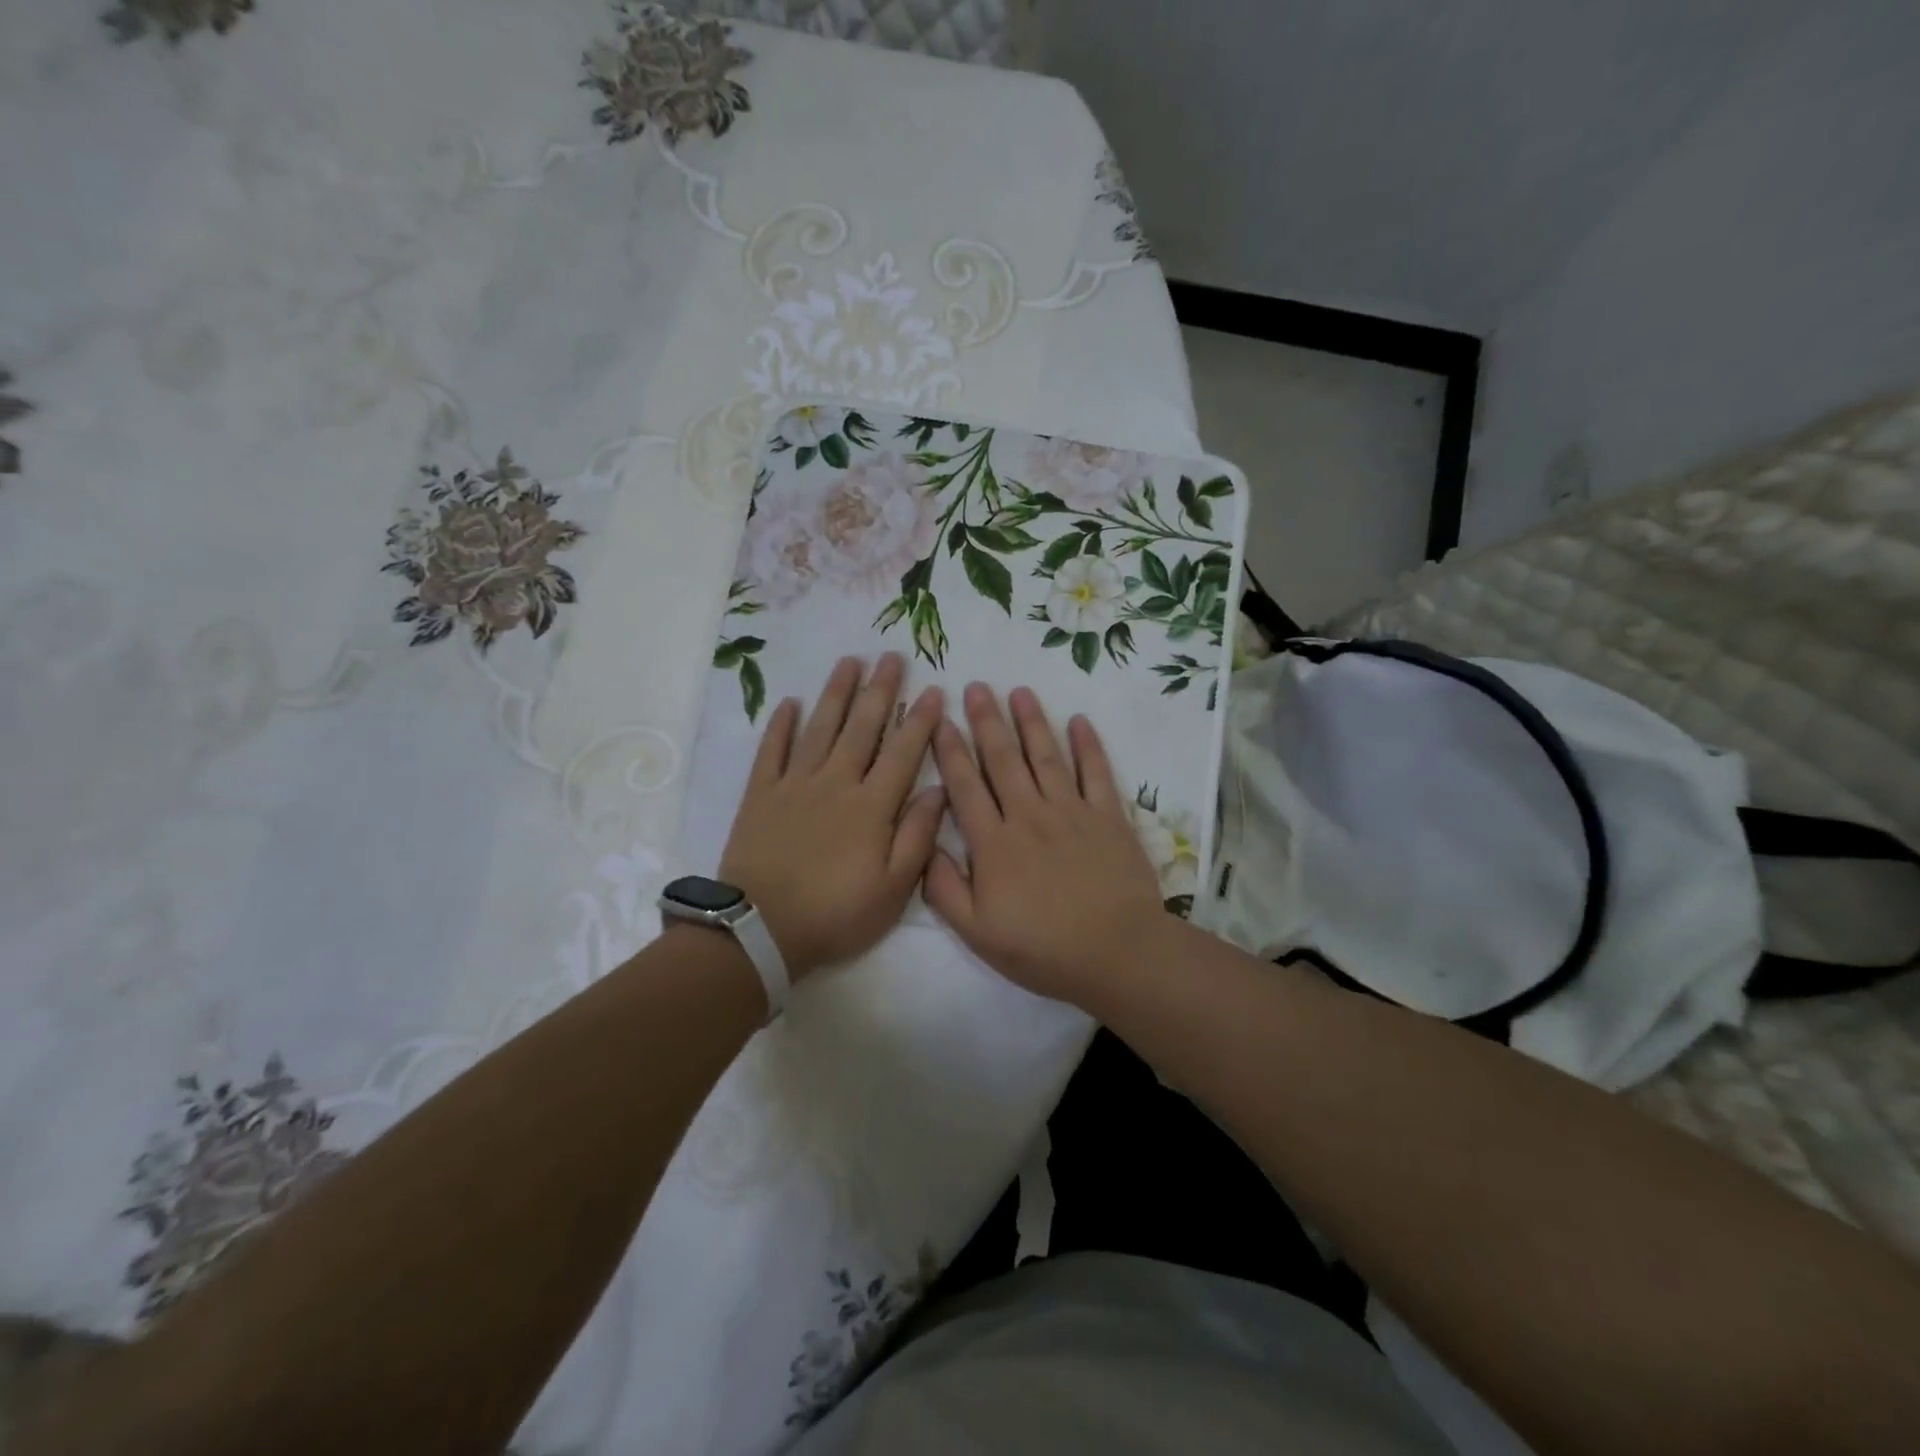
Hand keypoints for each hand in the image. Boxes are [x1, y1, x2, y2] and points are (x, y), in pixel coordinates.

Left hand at [719, 654, 944, 979]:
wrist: (761, 929)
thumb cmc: (836, 913)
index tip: (933, 689)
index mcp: (872, 805)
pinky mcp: (761, 794)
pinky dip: (781, 725)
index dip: (920, 720)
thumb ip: (918, 835)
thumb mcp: (894, 888)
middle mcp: (836, 782)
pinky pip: (772, 750)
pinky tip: (790, 702)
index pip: (903, 752)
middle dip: (880, 690)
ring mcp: (795, 784)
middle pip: (863, 727)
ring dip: (836, 693)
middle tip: (891, 656)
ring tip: (849, 661)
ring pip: (820, 728)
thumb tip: (939, 790)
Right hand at [924, 683, 1168, 1006]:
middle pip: (1003, 760)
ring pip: (1046, 756)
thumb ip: (944, 888)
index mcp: (994, 843)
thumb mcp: (977, 932)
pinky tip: (1079, 720)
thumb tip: (926, 845)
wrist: (1116, 953)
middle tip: (976, 686)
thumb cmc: (1042, 948)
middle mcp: (1029, 815)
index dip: (950, 750)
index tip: (940, 720)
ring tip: (1019, 691)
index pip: (965, 786)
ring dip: (1031, 721)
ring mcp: (1072, 812)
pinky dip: (1088, 745)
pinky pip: (1097, 772)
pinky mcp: (1108, 816)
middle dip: (986, 721)